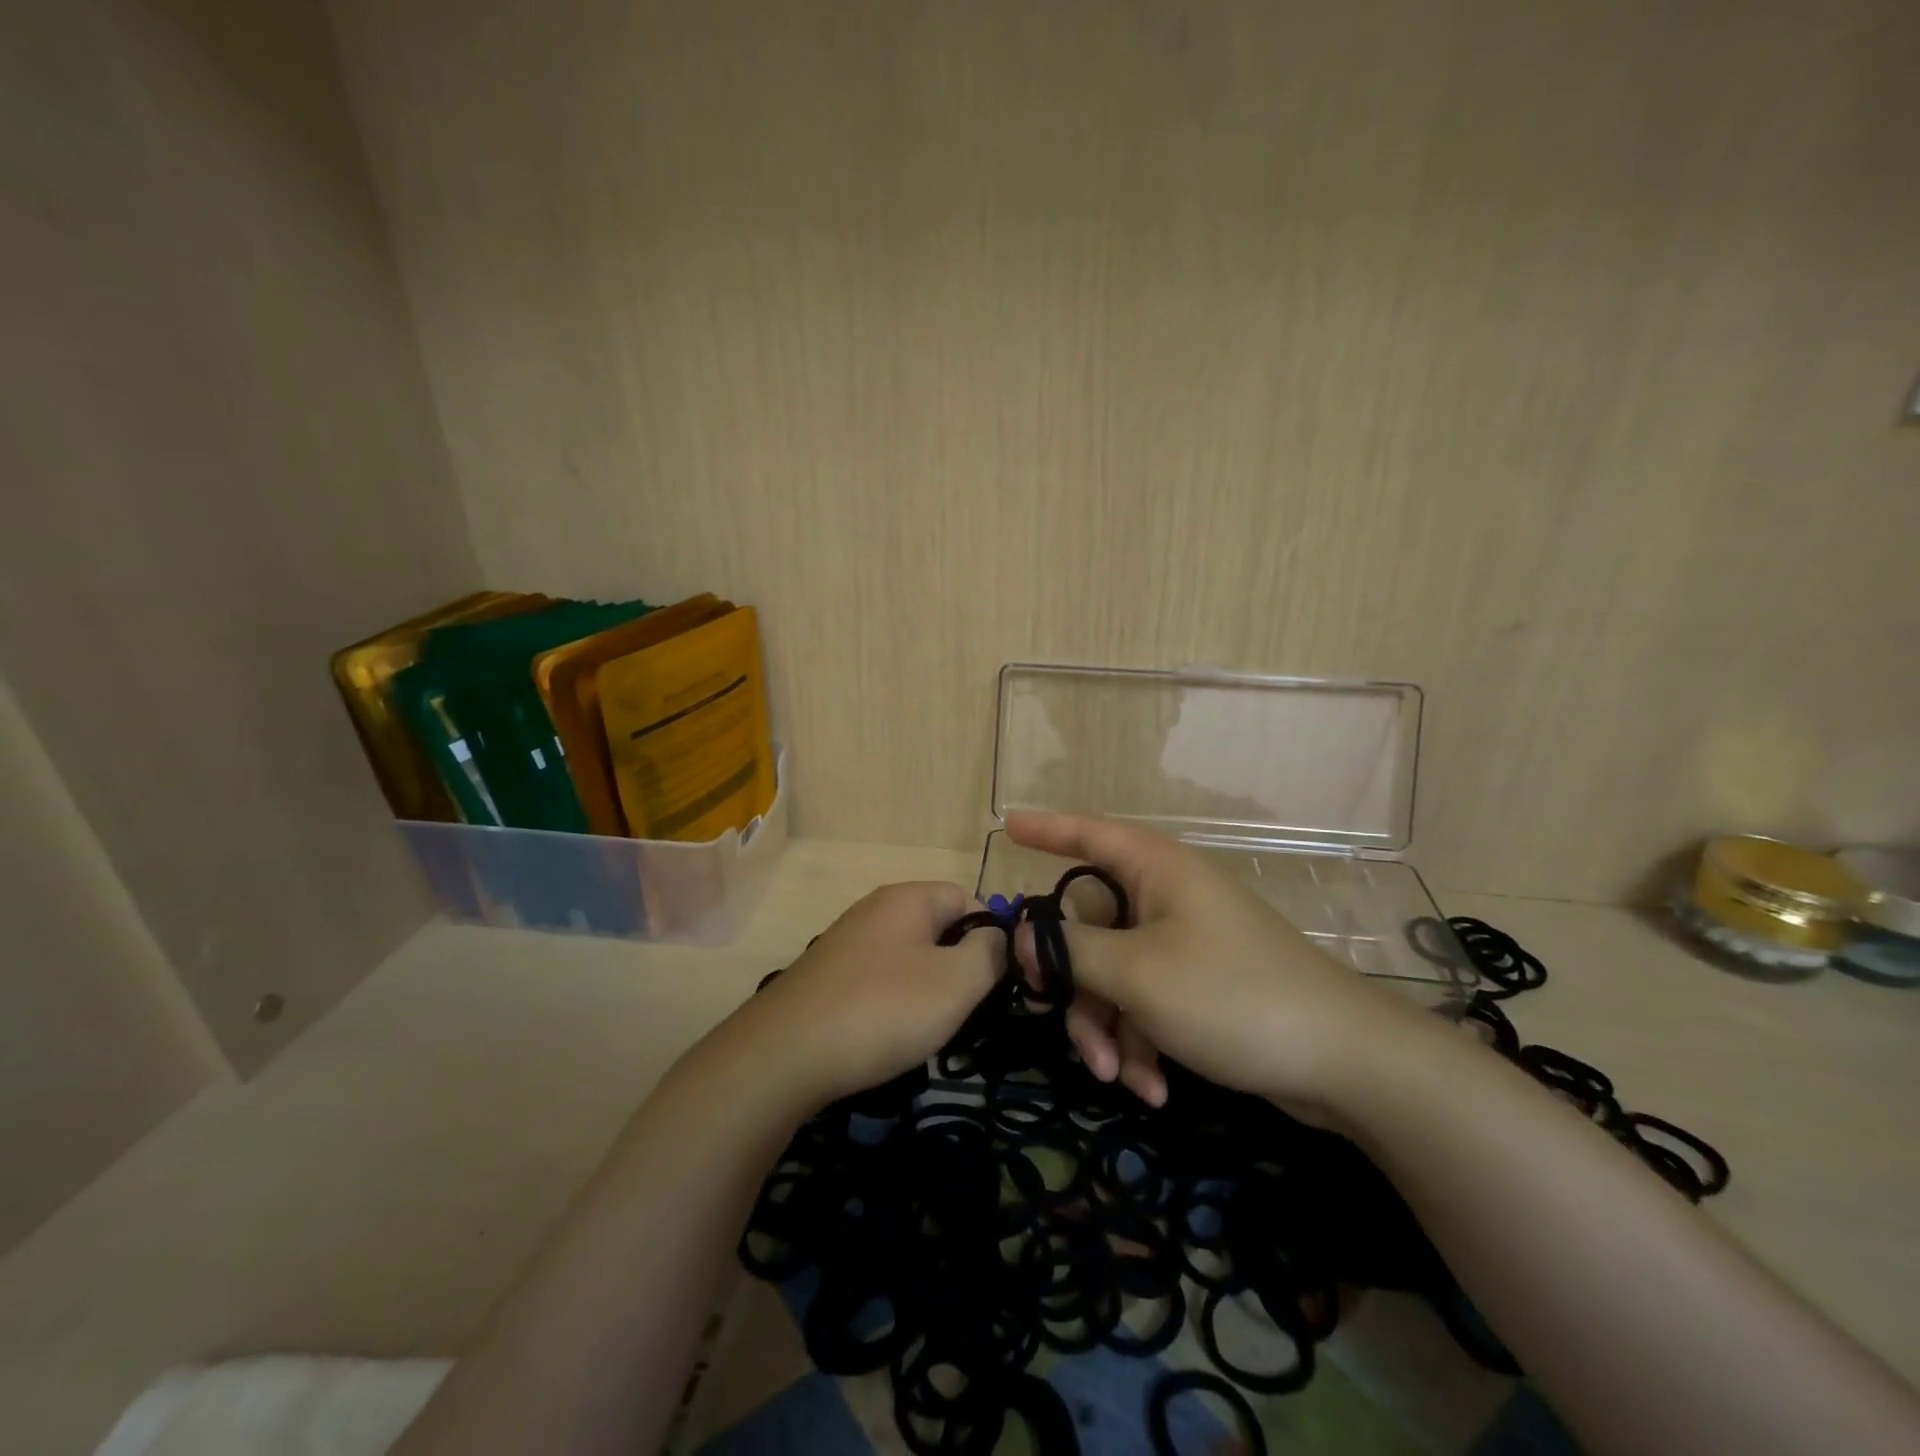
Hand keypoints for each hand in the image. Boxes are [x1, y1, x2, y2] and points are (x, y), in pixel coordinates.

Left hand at [744, 881, 1002, 1107]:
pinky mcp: (828, 976)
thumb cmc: (882, 1009)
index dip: (991, 934)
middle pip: (938, 927)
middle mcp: (875, 909)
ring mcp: (847, 942)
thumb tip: (996, 936)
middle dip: (960, 965)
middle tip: (966, 1008)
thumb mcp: (956, 982)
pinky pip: (880, 978)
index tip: (997, 980)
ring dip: (928, 988)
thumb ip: (990, 952)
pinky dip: (894, 1002)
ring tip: (929, 1028)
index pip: (968, 897)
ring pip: (910, 956)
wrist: (784, 1055)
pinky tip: (889, 1035)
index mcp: (907, 898)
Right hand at [1008, 811, 1433, 1116]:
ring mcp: (1184, 943)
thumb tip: (1026, 935)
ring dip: (1108, 1026)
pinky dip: (1141, 1041)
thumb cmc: (1231, 994)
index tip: (1005, 827)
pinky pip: (1145, 1001)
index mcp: (1155, 870)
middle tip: (1069, 1026)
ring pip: (1113, 972)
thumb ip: (1070, 950)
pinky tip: (1153, 1088)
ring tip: (1121, 1077)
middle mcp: (1167, 897)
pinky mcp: (1199, 986)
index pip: (1088, 833)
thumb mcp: (1136, 973)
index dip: (1045, 828)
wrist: (1343, 1062)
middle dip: (1077, 984)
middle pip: (1090, 924)